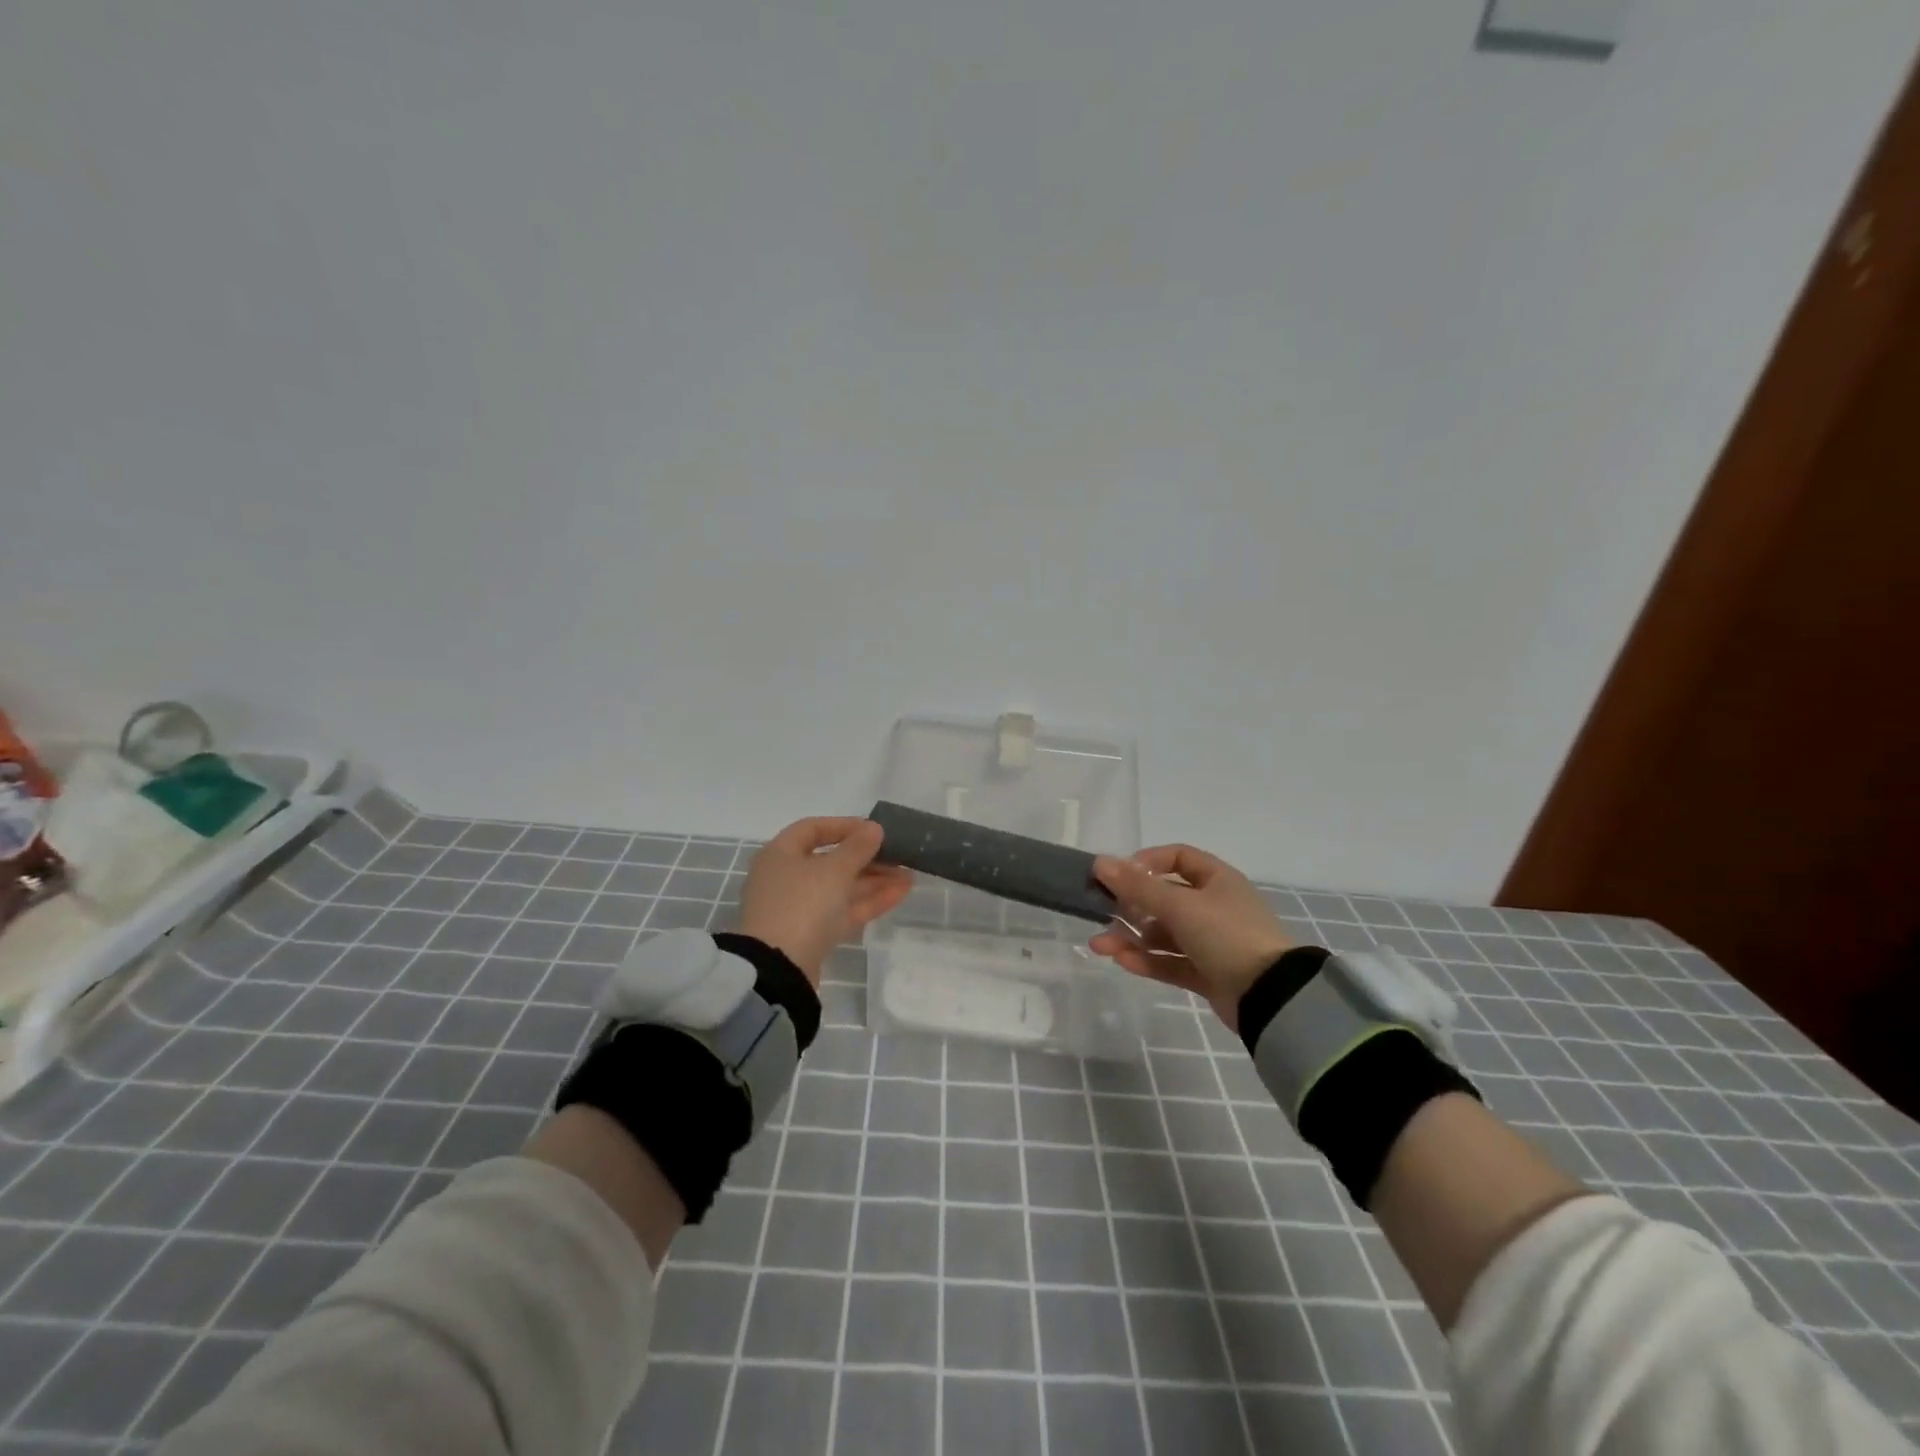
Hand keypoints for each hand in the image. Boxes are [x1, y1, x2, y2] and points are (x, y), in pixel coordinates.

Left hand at [738, 817, 913, 984]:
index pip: (812, 829)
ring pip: (840, 887)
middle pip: (830, 860)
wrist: (779, 969)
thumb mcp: (834, 870)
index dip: (844, 826)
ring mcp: (799, 908)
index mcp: (781, 854)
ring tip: (909, 875)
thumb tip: (874, 828)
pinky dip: (869, 901)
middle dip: (867, 858)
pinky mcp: (812, 934)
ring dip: (874, 880)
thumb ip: (857, 847)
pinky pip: (843, 910)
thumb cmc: (802, 904)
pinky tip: (900, 893)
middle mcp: (786, 878)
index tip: (874, 830)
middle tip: (898, 856)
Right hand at [1088, 844, 1294, 1029]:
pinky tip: (1121, 961)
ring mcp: (1211, 942)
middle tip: (1102, 914)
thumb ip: (1137, 887)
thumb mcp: (1179, 906)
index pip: (1178, 858)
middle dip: (1130, 907)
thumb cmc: (1226, 935)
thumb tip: (1100, 862)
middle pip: (1164, 899)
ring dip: (1132, 938)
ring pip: (1164, 934)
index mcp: (1216, 880)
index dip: (1147, 862)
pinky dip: (1147, 961)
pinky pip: (1171, 962)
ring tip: (1100, 945)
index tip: (1120, 874)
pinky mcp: (1207, 974)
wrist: (1271, 997)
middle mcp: (1214, 907)